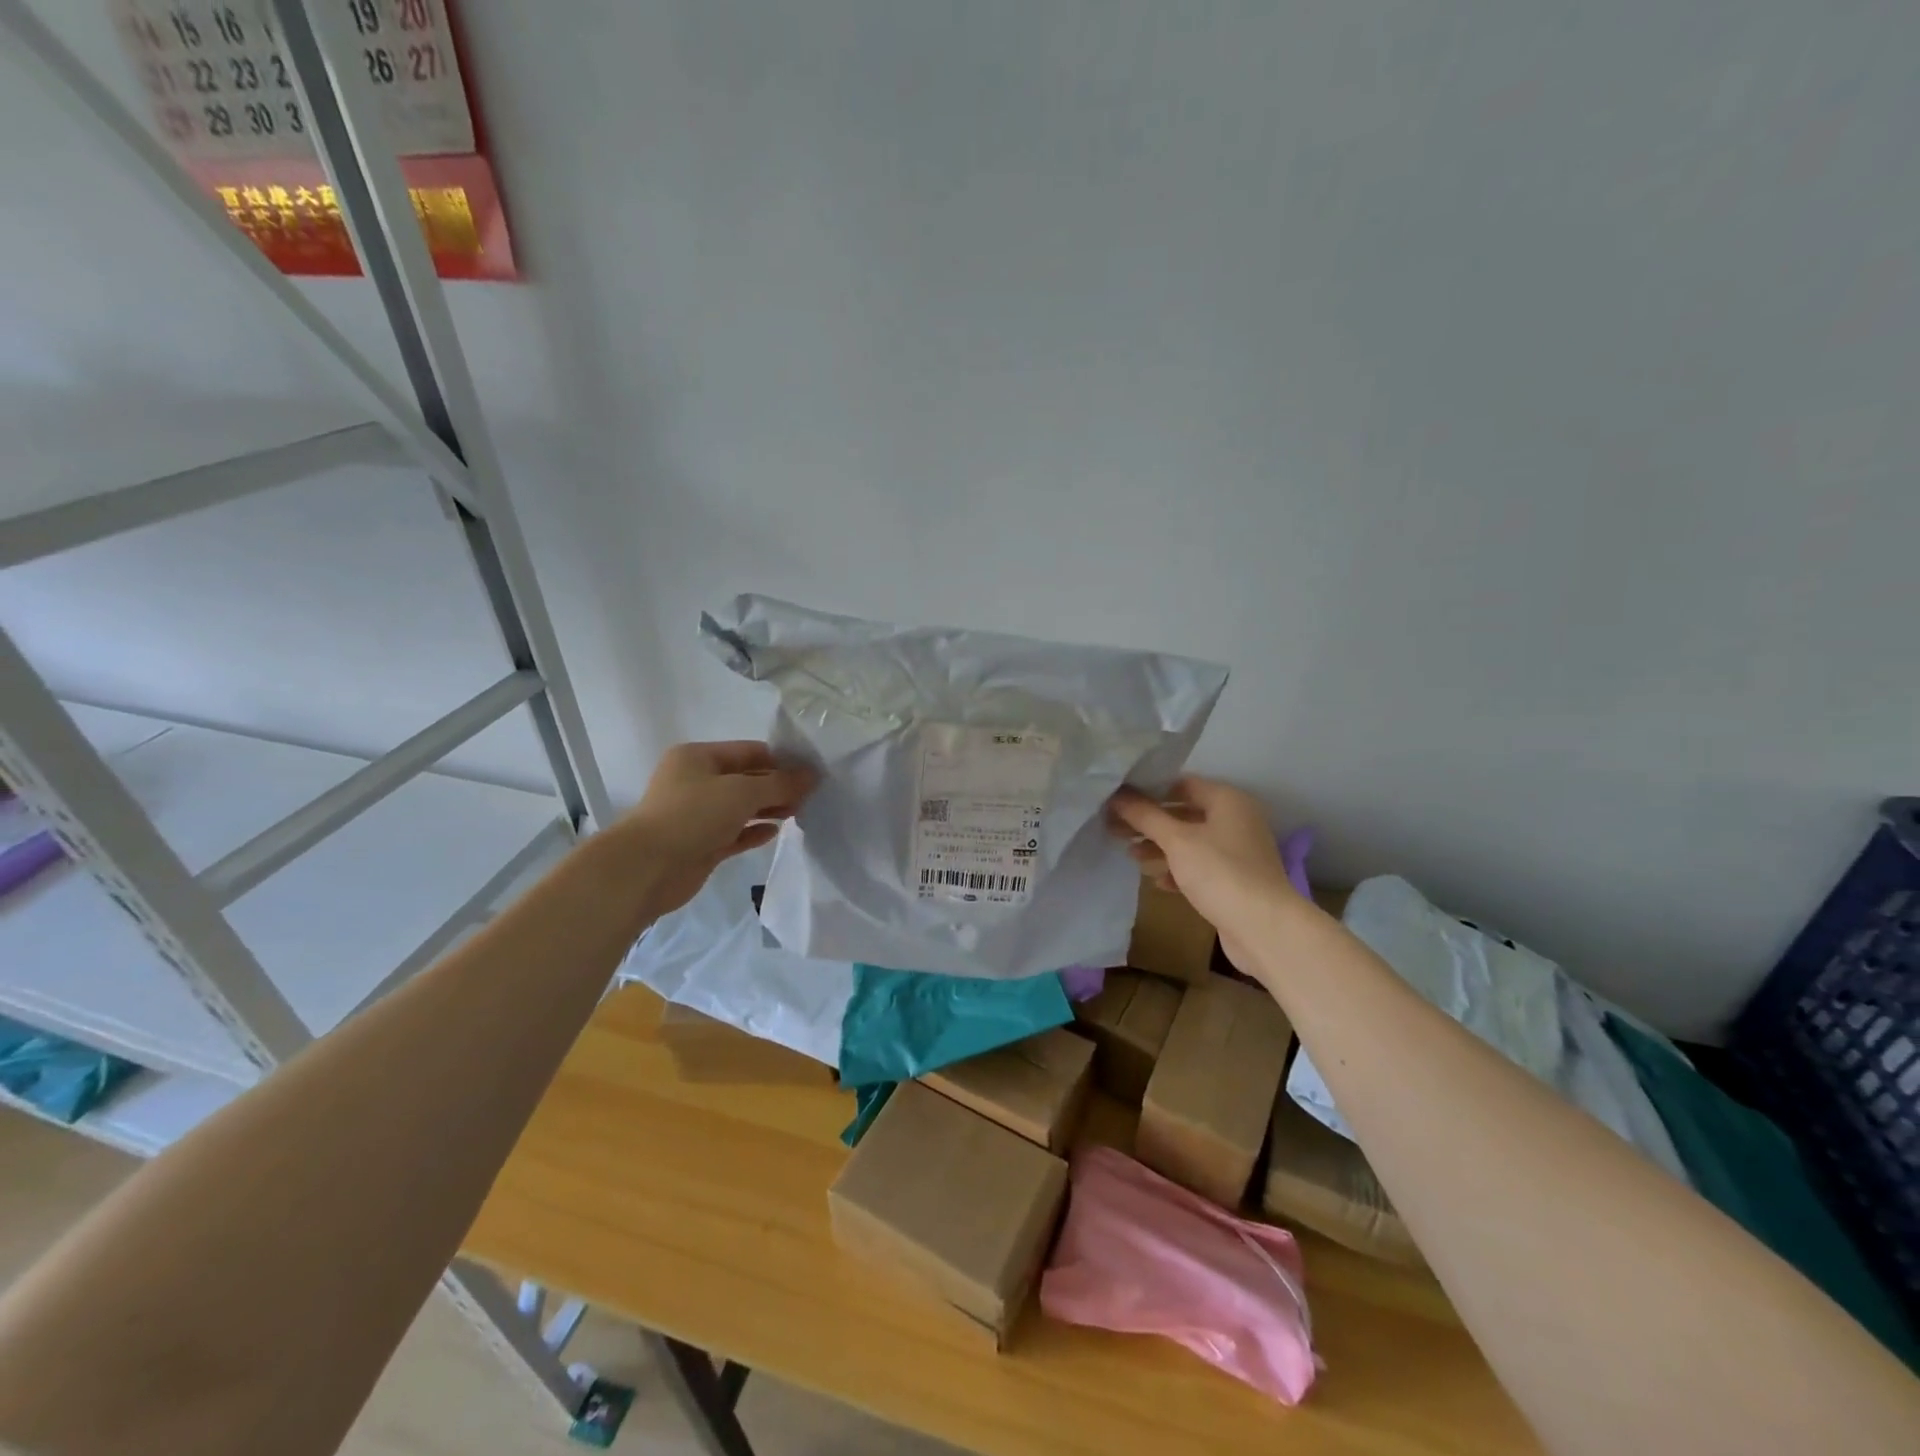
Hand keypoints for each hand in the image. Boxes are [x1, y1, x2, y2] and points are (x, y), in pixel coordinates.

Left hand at [616, 741, 815, 915]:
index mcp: (698, 757)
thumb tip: (811, 775)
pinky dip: (754, 831)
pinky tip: (775, 833)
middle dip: (777, 786)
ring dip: (769, 808)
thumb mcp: (741, 792)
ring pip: (741, 807)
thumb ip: (780, 783)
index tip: (811, 773)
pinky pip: (735, 832)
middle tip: (810, 796)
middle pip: (746, 779)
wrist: (647, 868)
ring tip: (798, 813)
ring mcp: (698, 814)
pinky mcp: (701, 844)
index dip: (781, 760)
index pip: (749, 751)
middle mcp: (696, 781)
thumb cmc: (693, 816)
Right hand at [1108, 775, 1295, 970]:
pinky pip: (1200, 867)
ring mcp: (1238, 852)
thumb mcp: (1177, 840)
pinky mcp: (1235, 880)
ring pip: (1190, 842)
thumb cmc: (1220, 873)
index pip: (1181, 784)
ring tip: (1130, 855)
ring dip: (1160, 847)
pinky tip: (1158, 881)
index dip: (1149, 789)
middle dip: (1150, 822)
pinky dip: (1178, 870)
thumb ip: (1145, 816)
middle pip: (1184, 814)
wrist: (1265, 928)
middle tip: (1115, 827)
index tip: (1119, 799)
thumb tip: (1117, 795)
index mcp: (1227, 800)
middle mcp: (1236, 820)